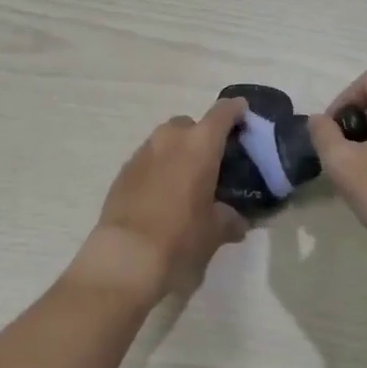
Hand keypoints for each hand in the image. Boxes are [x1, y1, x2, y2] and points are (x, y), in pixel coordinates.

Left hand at [77, 99, 248, 302]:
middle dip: (201, 137)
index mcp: (199, 145)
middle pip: (189, 124)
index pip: (222, 113)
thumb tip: (236, 220)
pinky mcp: (122, 172)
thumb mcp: (215, 231)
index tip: (243, 114)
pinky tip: (162, 196)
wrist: (125, 257)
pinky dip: (158, 169)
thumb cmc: (181, 238)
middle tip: (212, 162)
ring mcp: (142, 153)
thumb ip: (230, 219)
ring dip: (177, 153)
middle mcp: (169, 139)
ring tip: (186, 182)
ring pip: (165, 141)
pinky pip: (147, 161)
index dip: (235, 110)